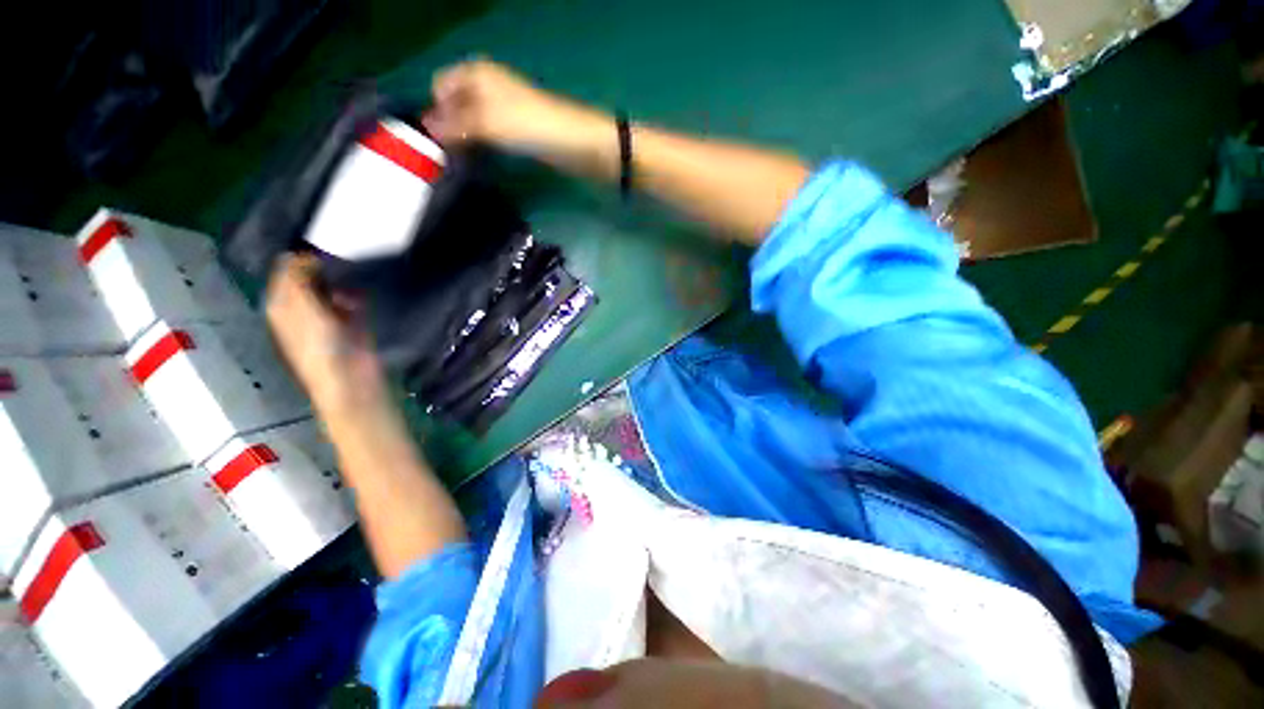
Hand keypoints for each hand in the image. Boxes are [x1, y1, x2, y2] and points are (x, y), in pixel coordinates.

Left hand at [265, 253, 385, 415]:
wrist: (350, 379)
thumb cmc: (319, 347)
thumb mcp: (301, 310)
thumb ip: (297, 280)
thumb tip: (298, 254)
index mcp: (282, 306)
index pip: (286, 272)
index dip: (299, 258)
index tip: (320, 247)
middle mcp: (303, 309)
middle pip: (311, 279)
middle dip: (324, 268)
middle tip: (340, 256)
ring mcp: (330, 317)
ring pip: (334, 289)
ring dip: (343, 281)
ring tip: (353, 273)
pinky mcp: (354, 324)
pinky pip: (355, 301)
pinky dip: (358, 294)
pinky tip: (363, 292)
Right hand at [422, 58, 591, 153]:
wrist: (570, 141)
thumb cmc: (525, 125)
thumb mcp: (484, 123)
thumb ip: (453, 125)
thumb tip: (426, 128)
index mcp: (475, 72)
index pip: (440, 86)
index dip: (436, 110)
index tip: (439, 139)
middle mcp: (487, 82)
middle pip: (456, 102)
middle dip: (449, 124)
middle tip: (449, 152)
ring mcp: (503, 103)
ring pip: (473, 117)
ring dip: (466, 135)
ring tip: (463, 157)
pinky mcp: (517, 124)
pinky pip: (489, 130)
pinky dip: (483, 141)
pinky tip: (483, 156)